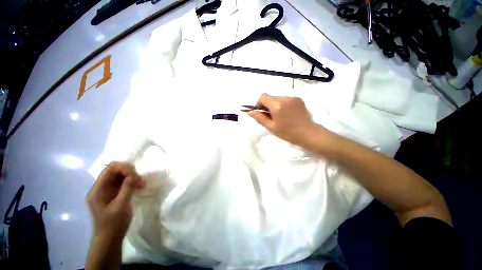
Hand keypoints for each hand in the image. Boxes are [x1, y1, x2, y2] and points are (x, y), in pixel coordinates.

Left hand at [86, 162, 143, 240]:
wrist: (109, 239)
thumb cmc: (113, 224)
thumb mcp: (121, 206)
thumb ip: (127, 188)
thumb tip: (133, 175)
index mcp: (98, 190)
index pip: (110, 168)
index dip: (124, 168)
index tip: (136, 176)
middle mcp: (100, 188)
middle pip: (115, 170)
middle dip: (129, 172)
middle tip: (140, 181)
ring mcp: (106, 191)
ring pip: (120, 176)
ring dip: (132, 177)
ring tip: (141, 184)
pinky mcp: (112, 195)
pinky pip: (122, 183)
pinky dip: (131, 182)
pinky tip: (139, 187)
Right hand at [248, 94, 324, 145]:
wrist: (308, 133)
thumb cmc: (287, 132)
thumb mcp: (271, 127)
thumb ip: (259, 118)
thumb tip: (249, 112)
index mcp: (277, 105)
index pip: (263, 97)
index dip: (259, 104)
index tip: (262, 113)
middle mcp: (285, 98)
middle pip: (270, 97)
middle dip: (267, 105)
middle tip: (271, 117)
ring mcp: (293, 97)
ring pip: (277, 98)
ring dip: (275, 105)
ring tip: (280, 116)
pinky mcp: (298, 99)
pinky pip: (285, 99)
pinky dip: (283, 104)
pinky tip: (287, 114)